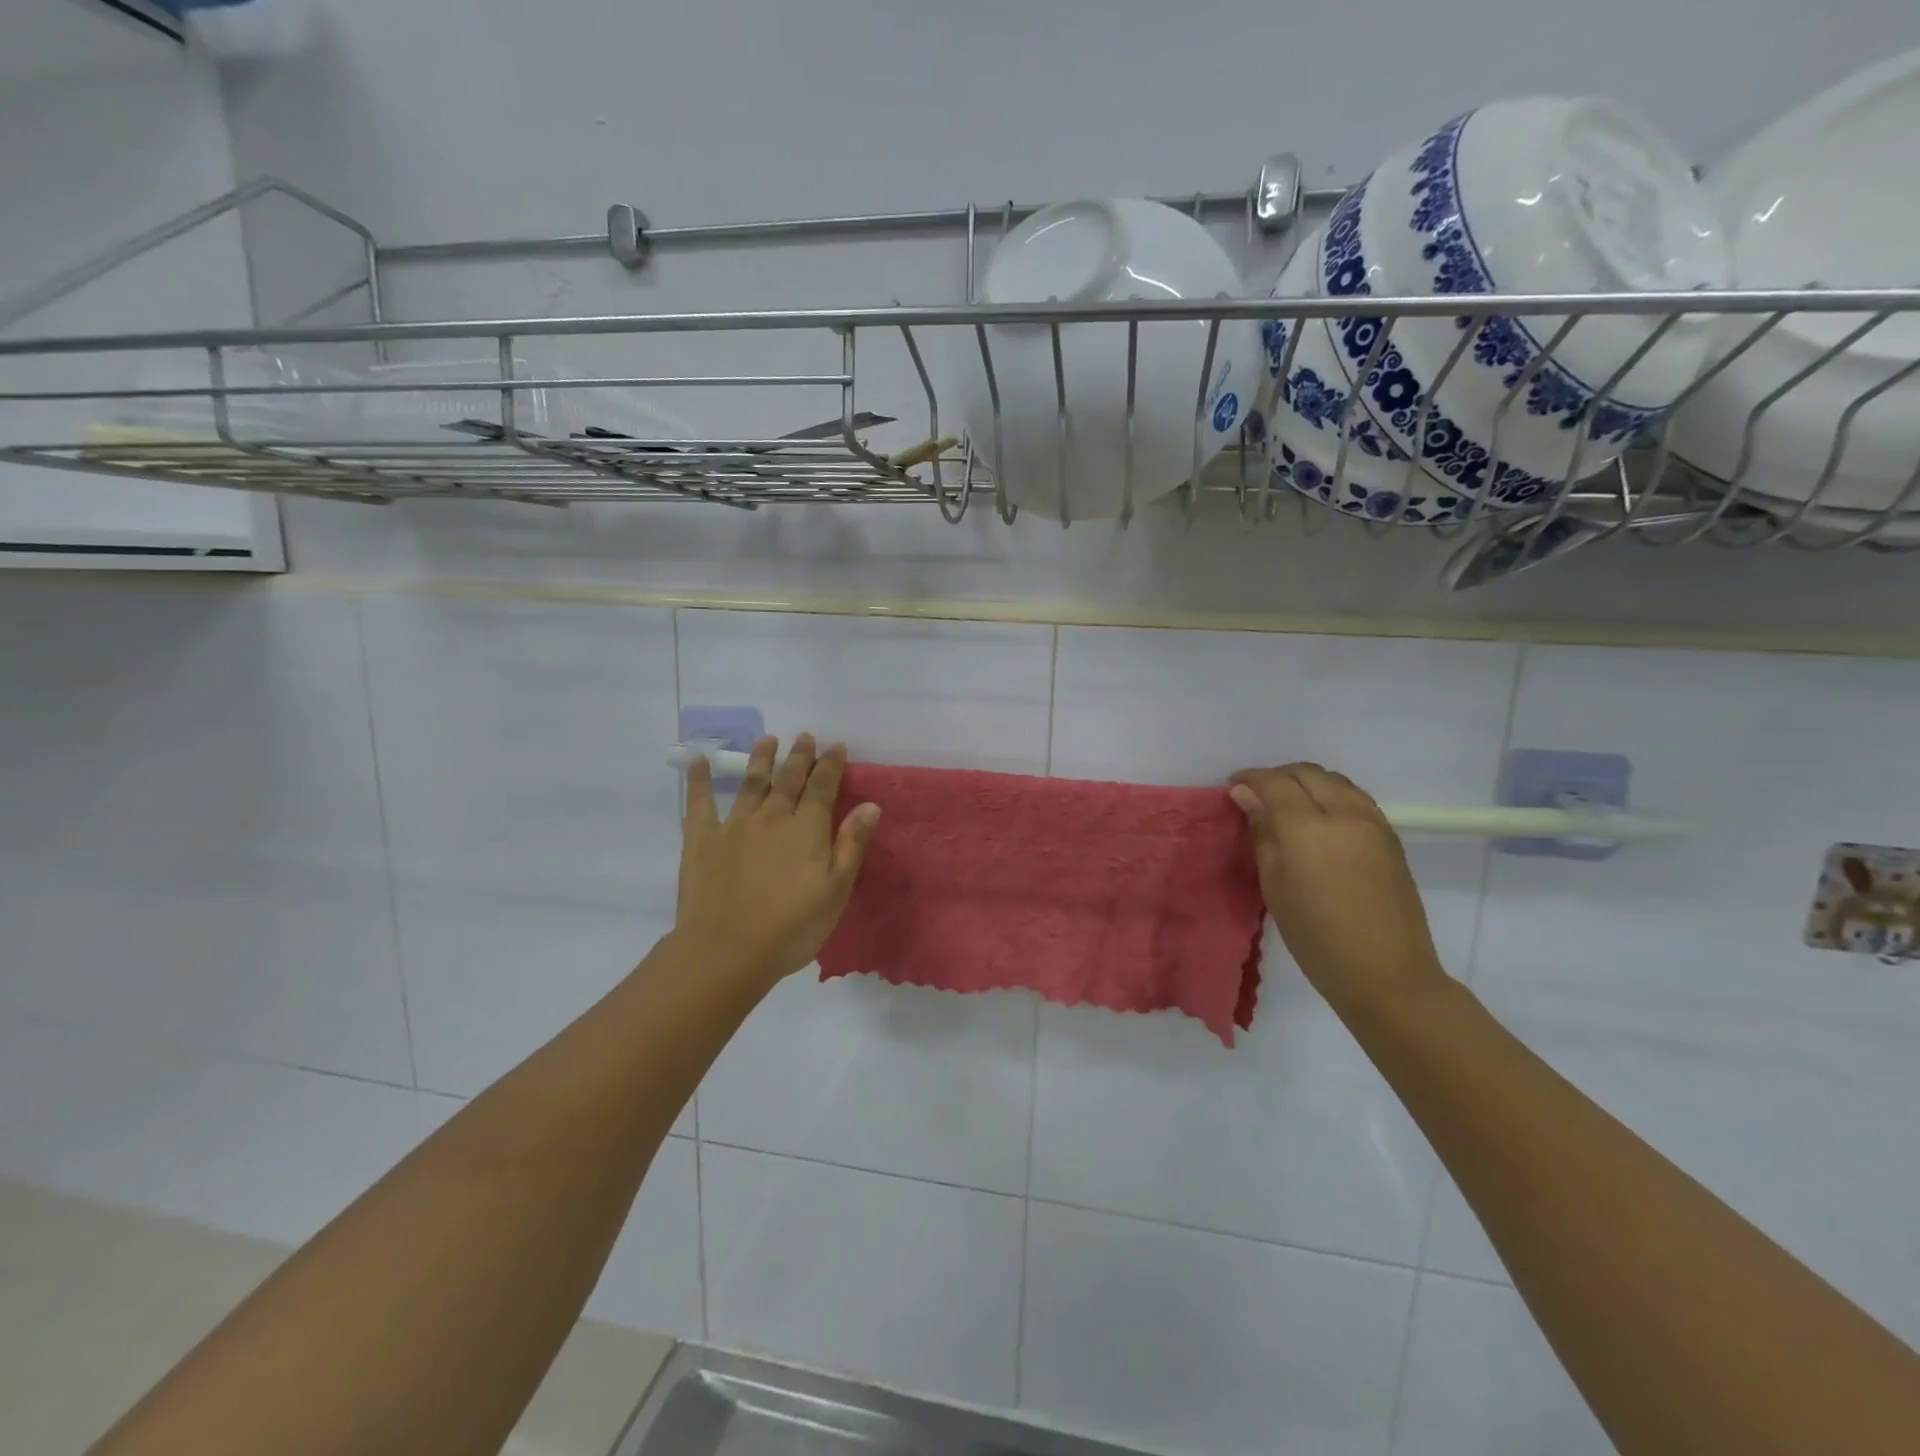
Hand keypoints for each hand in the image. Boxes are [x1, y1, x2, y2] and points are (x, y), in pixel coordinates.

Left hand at [676, 734, 880, 984]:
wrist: (726, 951)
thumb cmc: (791, 927)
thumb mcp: (836, 891)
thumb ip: (851, 845)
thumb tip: (870, 806)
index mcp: (807, 829)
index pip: (822, 787)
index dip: (831, 765)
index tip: (836, 746)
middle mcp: (772, 817)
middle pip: (789, 779)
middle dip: (800, 756)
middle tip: (805, 736)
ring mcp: (734, 825)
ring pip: (751, 783)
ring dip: (762, 759)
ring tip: (768, 739)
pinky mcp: (702, 840)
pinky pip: (700, 802)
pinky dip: (700, 780)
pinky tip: (699, 761)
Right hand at [1229, 763, 1447, 1015]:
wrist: (1386, 973)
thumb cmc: (1316, 937)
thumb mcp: (1274, 886)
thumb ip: (1262, 833)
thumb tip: (1245, 796)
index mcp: (1307, 827)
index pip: (1274, 783)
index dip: (1250, 779)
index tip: (1233, 787)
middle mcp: (1344, 813)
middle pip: (1307, 773)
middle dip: (1277, 776)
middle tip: (1256, 795)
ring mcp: (1372, 822)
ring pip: (1334, 780)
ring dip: (1306, 782)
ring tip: (1287, 804)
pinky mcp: (1390, 836)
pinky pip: (1355, 797)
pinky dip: (1331, 794)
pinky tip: (1319, 818)